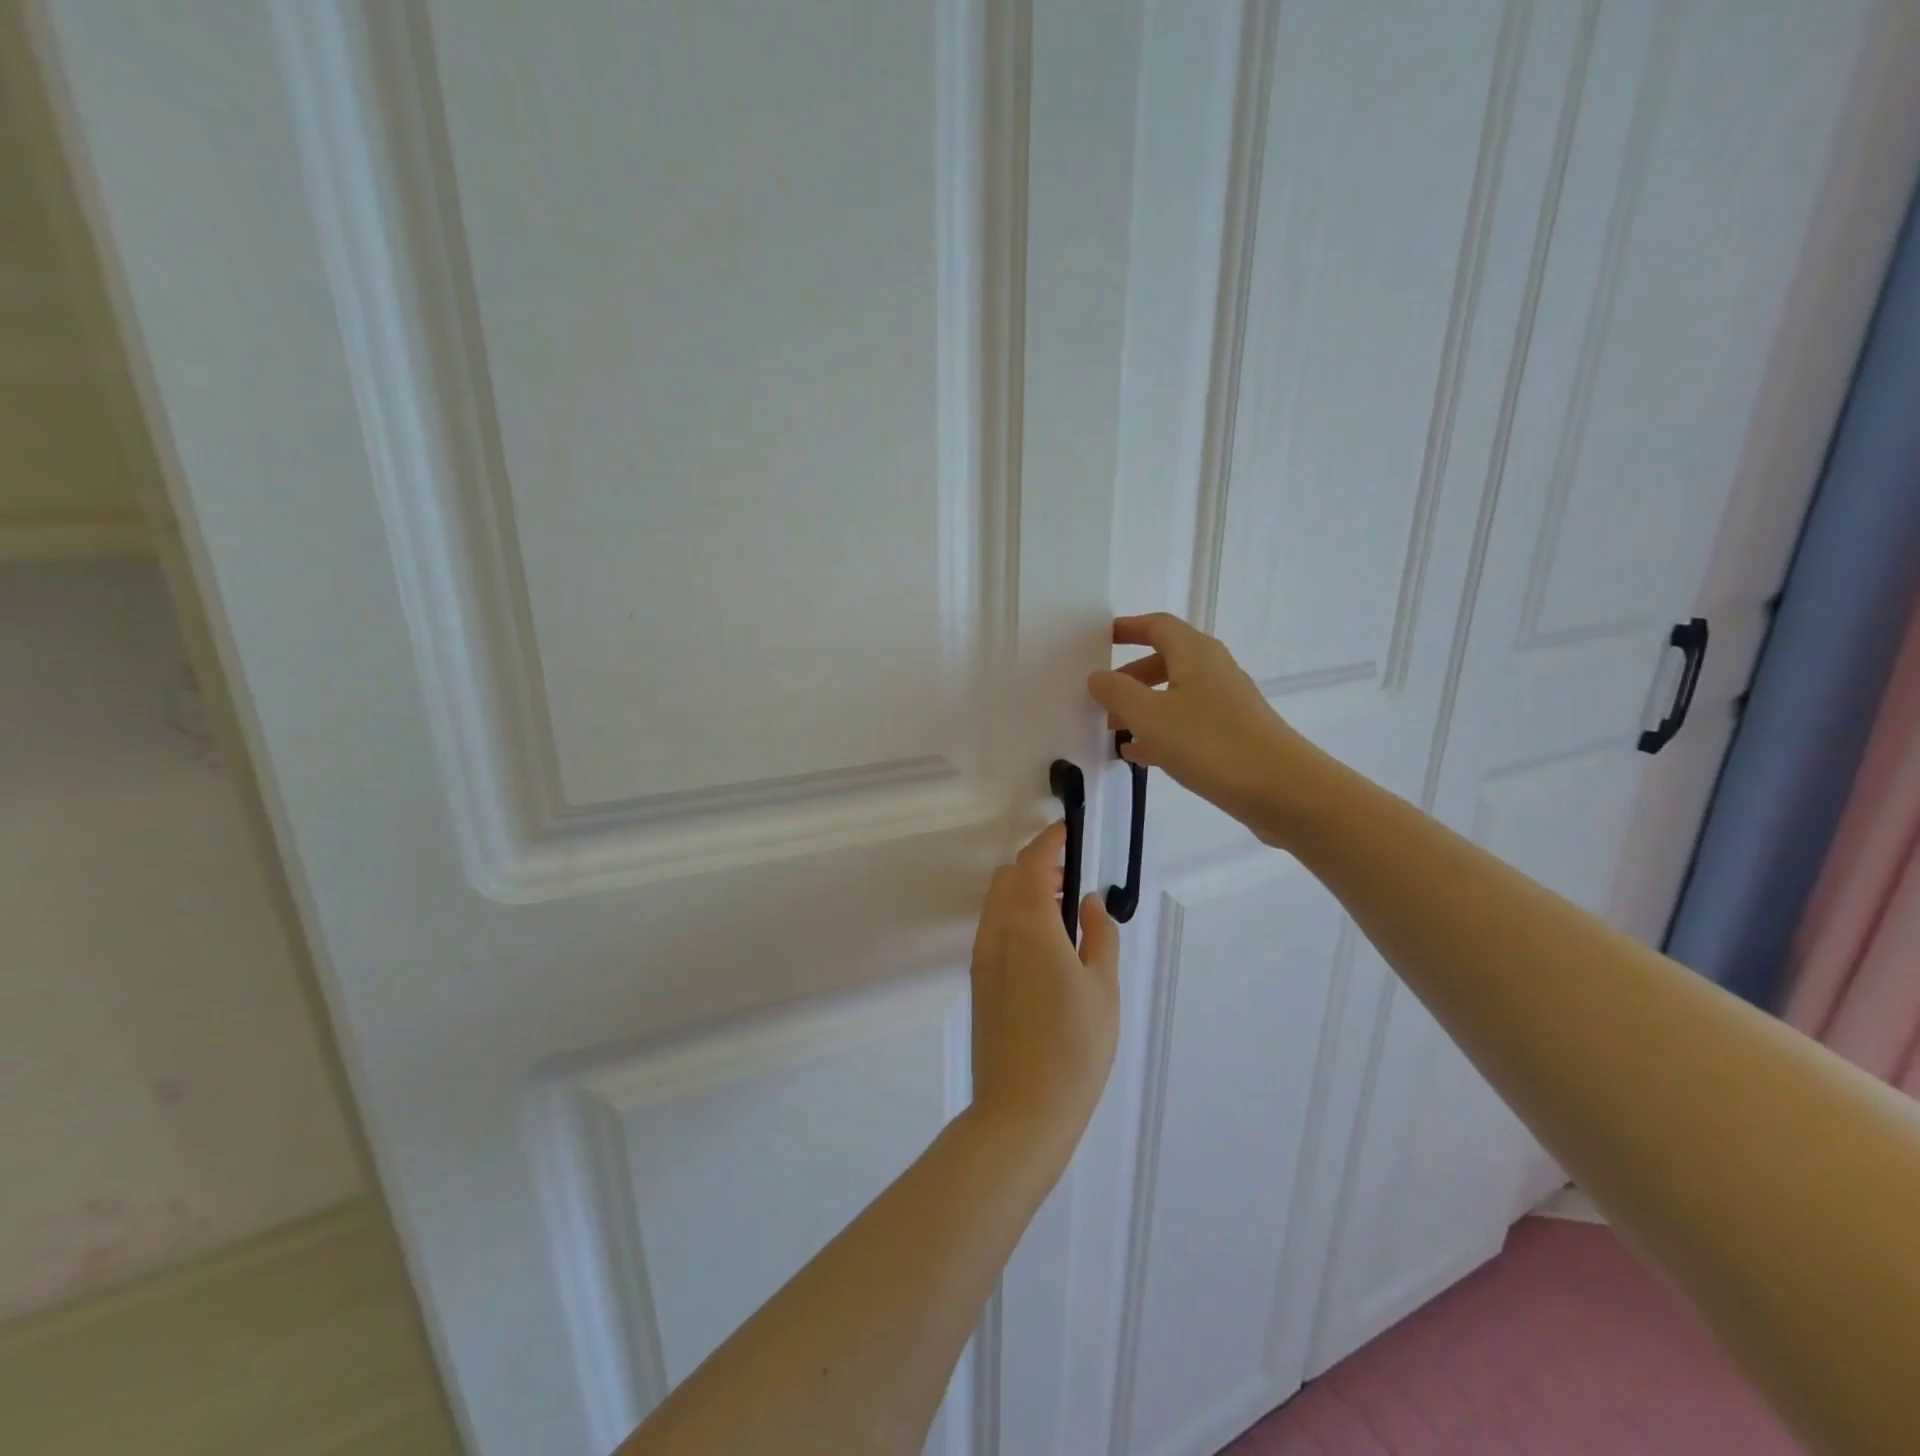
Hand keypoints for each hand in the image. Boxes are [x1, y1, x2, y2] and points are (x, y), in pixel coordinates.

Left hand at [969, 824, 1119, 1141]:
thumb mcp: (1102, 986)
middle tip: (1072, 881)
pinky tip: (1046, 948)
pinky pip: (995, 929)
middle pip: (1009, 877)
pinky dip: (1016, 918)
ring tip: (1064, 916)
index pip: (1033, 861)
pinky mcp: (979, 981)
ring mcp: (982, 956)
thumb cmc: (1074, 1046)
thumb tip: (1088, 902)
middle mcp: (996, 931)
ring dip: (1025, 893)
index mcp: (1027, 923)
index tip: (1069, 831)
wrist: (1021, 1109)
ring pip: (998, 903)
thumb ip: (1098, 934)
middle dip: (1037, 866)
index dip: (1050, 840)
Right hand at [1087, 613, 1323, 840]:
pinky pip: (1188, 723)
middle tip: (1102, 697)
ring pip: (1175, 695)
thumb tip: (1098, 676)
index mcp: (1195, 654)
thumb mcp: (1150, 716)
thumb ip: (1118, 692)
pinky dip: (1161, 731)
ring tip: (1113, 730)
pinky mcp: (1233, 735)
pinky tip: (1140, 756)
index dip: (1129, 628)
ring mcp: (1226, 704)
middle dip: (1130, 676)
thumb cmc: (1210, 743)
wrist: (1282, 789)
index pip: (1158, 626)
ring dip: (1143, 707)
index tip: (1101, 639)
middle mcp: (1213, 671)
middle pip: (1166, 660)